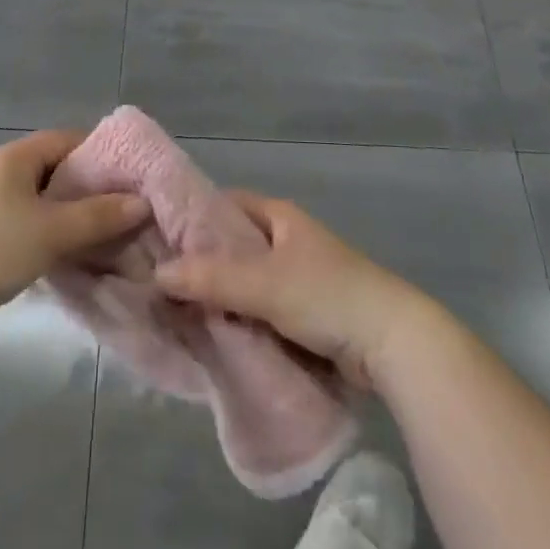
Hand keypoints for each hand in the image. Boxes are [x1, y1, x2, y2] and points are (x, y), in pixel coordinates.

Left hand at [0, 130, 149, 332]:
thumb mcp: (52, 231)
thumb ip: (98, 216)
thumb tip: (140, 204)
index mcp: (16, 157)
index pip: (68, 140)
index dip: (102, 154)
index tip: (131, 177)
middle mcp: (1, 171)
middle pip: (56, 170)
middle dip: (90, 189)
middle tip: (123, 209)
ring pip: (41, 200)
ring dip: (69, 215)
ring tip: (103, 235)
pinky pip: (26, 222)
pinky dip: (49, 232)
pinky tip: (67, 254)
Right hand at [154, 191, 420, 386]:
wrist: (392, 343)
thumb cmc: (327, 296)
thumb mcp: (264, 283)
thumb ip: (210, 278)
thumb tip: (157, 273)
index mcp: (279, 216)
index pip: (225, 205)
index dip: (193, 217)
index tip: (158, 236)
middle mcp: (287, 239)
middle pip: (233, 245)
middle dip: (202, 263)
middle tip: (160, 280)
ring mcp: (298, 276)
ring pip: (246, 281)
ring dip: (220, 295)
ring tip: (177, 310)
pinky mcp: (305, 312)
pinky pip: (260, 309)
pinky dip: (240, 318)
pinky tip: (213, 333)